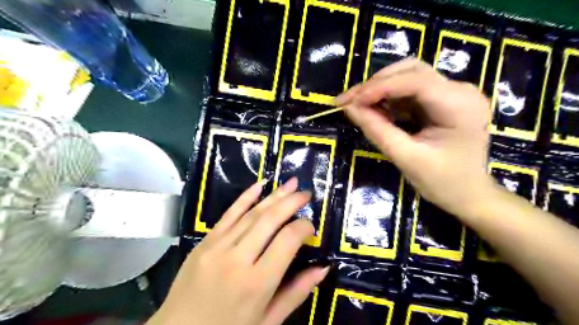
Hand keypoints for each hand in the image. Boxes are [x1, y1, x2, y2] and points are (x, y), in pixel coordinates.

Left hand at [149, 178, 327, 323]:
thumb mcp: (268, 321)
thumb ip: (296, 293)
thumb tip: (323, 268)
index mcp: (257, 283)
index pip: (287, 241)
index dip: (303, 228)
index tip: (311, 227)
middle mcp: (238, 259)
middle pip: (270, 220)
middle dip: (291, 202)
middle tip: (306, 193)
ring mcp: (217, 246)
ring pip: (251, 213)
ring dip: (274, 195)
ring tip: (291, 183)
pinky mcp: (204, 241)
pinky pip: (228, 214)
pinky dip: (245, 197)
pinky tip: (259, 185)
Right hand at [338, 59, 494, 215]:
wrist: (469, 194)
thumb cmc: (442, 182)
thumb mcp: (405, 158)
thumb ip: (377, 130)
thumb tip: (349, 108)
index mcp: (459, 105)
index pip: (415, 81)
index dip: (378, 87)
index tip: (349, 102)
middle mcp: (460, 90)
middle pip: (411, 70)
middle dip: (376, 84)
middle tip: (348, 101)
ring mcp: (453, 93)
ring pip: (408, 76)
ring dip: (379, 88)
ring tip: (356, 105)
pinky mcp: (443, 100)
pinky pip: (409, 90)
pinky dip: (388, 97)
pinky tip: (374, 109)